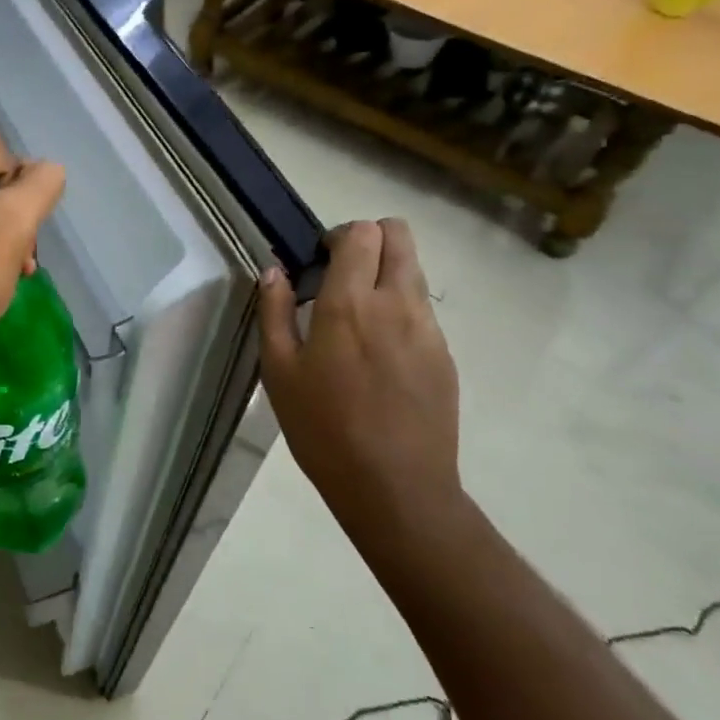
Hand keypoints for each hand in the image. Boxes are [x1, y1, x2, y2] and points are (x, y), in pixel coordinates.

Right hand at [258, 219, 462, 545]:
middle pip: (399, 235)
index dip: (339, 236)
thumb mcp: (280, 373)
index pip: (361, 233)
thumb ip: (275, 313)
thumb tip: (274, 272)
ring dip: (387, 272)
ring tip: (360, 316)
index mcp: (349, 304)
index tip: (321, 261)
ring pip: (415, 270)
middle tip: (344, 274)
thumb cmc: (323, 429)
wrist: (395, 487)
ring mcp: (428, 328)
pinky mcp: (445, 354)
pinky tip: (380, 354)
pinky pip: (423, 309)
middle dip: (371, 239)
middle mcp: (396, 303)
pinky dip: (401, 309)